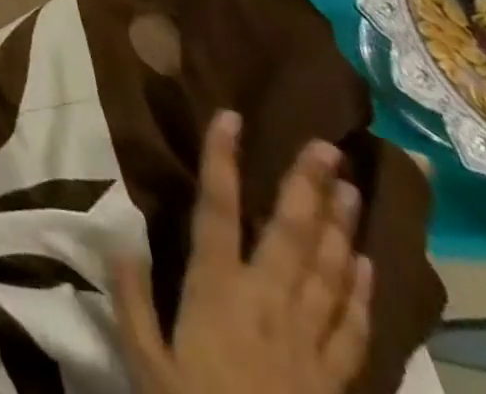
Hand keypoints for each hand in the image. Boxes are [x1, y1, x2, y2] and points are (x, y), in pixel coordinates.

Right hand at [115, 112, 371, 393]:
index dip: (222, 160)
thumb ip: (132, 300)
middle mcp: (266, 303)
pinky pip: (351, 329)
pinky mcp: (332, 380)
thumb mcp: (145, 365)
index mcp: (217, 291)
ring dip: (339, 227)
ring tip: (350, 187)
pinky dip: (360, 293)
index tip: (231, 117)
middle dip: (306, 186)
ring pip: (327, 272)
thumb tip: (119, 237)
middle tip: (325, 145)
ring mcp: (306, 342)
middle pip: (288, 234)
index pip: (217, 209)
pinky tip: (366, 264)